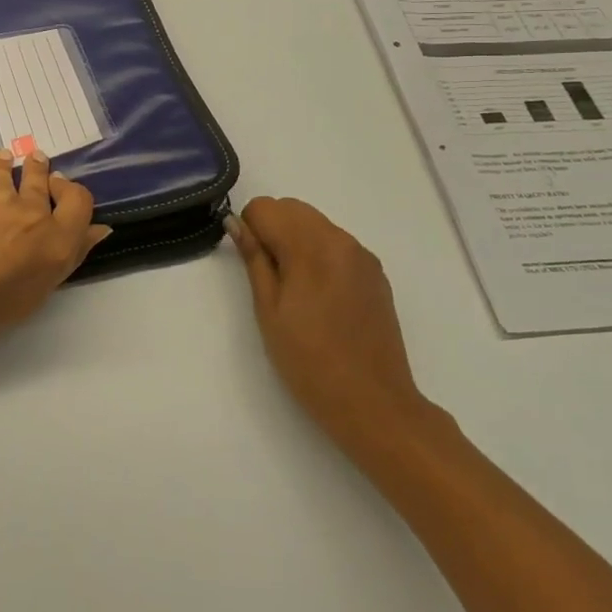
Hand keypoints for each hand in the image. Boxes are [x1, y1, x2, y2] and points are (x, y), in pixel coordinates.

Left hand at [0, 149, 111, 363]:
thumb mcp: (36, 293)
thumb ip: (69, 256)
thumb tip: (97, 230)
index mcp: (57, 241)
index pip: (81, 200)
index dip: (72, 193)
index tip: (59, 191)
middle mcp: (33, 211)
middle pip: (44, 178)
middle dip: (41, 172)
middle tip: (37, 167)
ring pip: (11, 167)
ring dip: (10, 165)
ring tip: (5, 162)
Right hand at [228, 197, 441, 459]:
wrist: (373, 404)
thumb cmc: (309, 362)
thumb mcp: (268, 311)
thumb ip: (254, 259)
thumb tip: (236, 223)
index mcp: (311, 247)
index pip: (266, 208)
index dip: (250, 230)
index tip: (251, 264)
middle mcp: (340, 240)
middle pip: (293, 208)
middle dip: (272, 229)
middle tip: (269, 277)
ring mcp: (362, 256)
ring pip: (316, 224)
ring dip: (296, 240)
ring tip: (296, 291)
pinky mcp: (376, 274)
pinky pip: (337, 245)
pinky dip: (320, 254)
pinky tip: (321, 298)